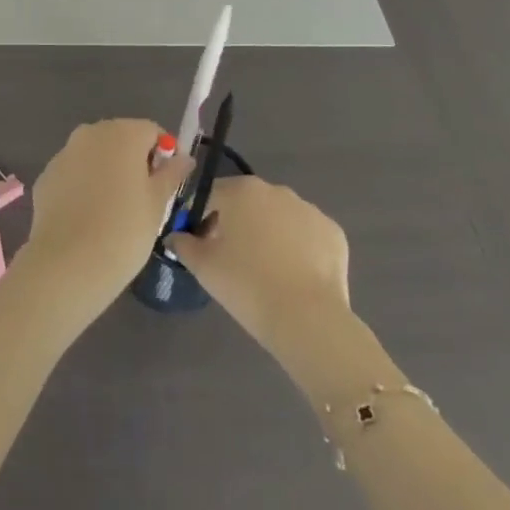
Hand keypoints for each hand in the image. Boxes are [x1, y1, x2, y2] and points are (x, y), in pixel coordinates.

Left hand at [20, 119, 191, 313]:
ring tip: (114, 211)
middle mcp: (90, 133)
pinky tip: (88, 218)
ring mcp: (64, 153)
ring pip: (94, 156)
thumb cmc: (125, 230)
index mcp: (122, 133)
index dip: (164, 155)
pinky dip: (83, 187)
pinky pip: (74, 174)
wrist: (69, 262)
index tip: (166, 183)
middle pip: (121, 138)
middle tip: (143, 199)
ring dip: (107, 172)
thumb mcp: (158, 203)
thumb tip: (183, 158)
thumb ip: (172, 174)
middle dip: (134, 161)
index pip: (152, 131)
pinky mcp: (46, 176)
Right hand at [164, 176, 356, 378]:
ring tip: (266, 271)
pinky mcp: (333, 232)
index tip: (202, 245)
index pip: (211, 195)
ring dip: (269, 234)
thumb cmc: (246, 285)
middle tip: (232, 260)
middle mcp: (276, 190)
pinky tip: (294, 276)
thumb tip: (175, 237)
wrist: (307, 319)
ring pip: (279, 217)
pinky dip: (299, 248)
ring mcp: (308, 209)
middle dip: (237, 224)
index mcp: (241, 191)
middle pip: (246, 202)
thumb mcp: (203, 266)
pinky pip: (307, 235)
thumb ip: (183, 244)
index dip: (201, 218)